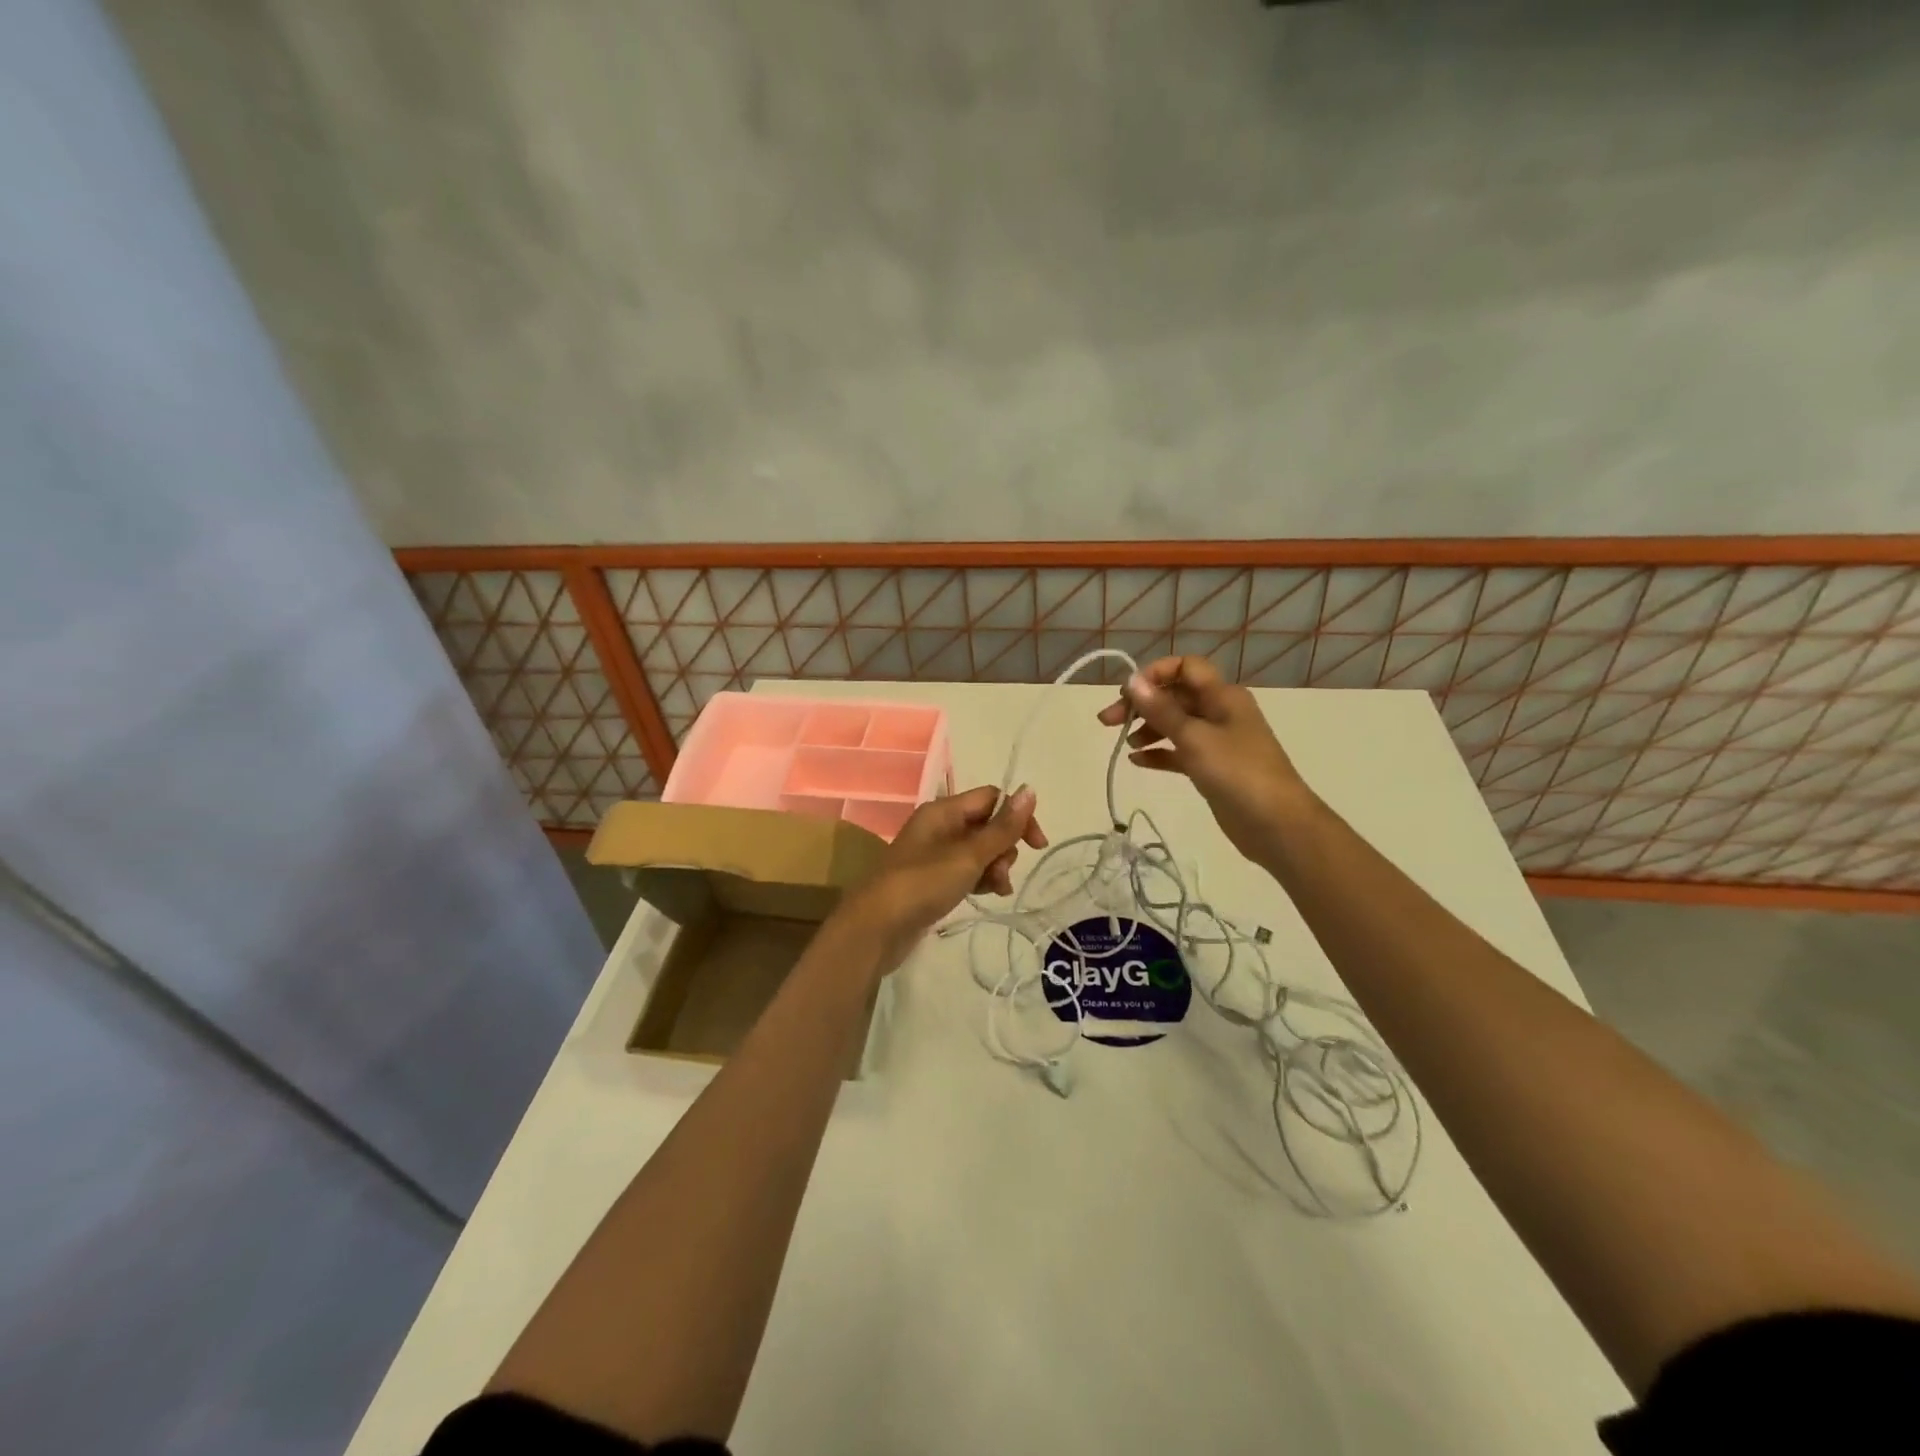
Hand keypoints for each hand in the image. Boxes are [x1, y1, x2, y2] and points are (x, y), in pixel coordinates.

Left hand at [835, 785, 1046, 968]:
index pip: (991, 798)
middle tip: (1001, 872)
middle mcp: (938, 826)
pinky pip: (967, 871)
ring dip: (995, 866)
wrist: (876, 928)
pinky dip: (981, 879)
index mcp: (943, 811)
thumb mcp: (968, 855)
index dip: (1017, 817)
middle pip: (986, 824)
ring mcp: (934, 854)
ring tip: (996, 889)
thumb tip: (1030, 790)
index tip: (1036, 845)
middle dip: (1004, 847)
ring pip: (979, 851)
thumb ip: (1002, 827)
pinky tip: (988, 895)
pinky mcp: (933, 880)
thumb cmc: (922, 884)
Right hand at [1097, 655, 1313, 863]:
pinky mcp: (1212, 768)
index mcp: (1222, 695)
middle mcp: (1220, 712)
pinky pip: (1180, 752)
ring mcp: (1217, 741)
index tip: (1127, 694)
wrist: (1277, 824)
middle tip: (1108, 721)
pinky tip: (1137, 761)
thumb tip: (1133, 681)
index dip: (1155, 674)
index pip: (1185, 668)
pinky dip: (1159, 753)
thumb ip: (1161, 710)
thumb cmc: (1237, 772)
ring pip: (1175, 724)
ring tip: (1125, 745)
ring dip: (1148, 728)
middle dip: (1142, 704)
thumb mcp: (1195, 738)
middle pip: (1175, 696)